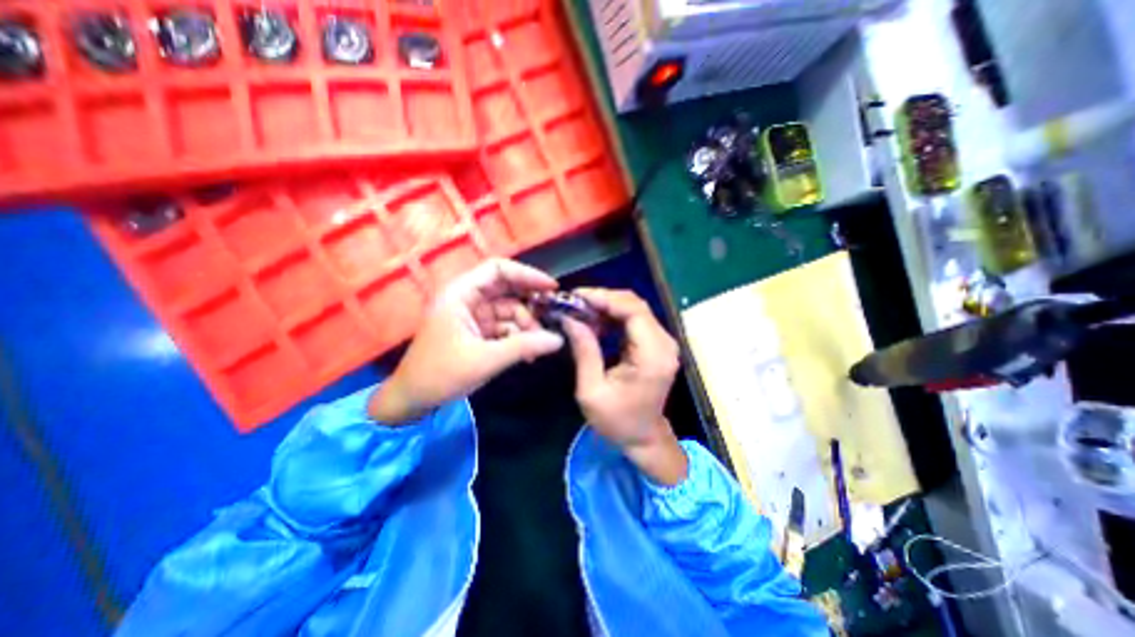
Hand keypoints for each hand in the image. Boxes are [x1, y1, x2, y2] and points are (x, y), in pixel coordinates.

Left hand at [372, 256, 565, 424]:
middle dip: (529, 304)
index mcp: (461, 294)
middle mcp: (467, 299)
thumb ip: (524, 347)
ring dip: (526, 327)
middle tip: (552, 318)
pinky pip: (505, 327)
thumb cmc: (441, 374)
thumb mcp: (485, 360)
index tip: (551, 288)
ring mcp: (473, 316)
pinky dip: (518, 338)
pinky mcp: (477, 332)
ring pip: (509, 311)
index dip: (526, 274)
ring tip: (538, 348)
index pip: (497, 270)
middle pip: (506, 290)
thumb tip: (558, 340)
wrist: (413, 400)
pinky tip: (528, 355)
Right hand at [563, 291, 685, 485]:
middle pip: (635, 305)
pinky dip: (613, 316)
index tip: (576, 296)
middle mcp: (664, 343)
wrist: (643, 437)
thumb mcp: (591, 390)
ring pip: (634, 309)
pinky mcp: (656, 344)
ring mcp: (662, 342)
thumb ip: (584, 350)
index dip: (605, 298)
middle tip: (573, 302)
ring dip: (606, 306)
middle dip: (603, 299)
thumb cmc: (617, 421)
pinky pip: (634, 320)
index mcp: (652, 356)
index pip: (633, 311)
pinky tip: (594, 322)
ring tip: (580, 311)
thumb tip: (569, 318)